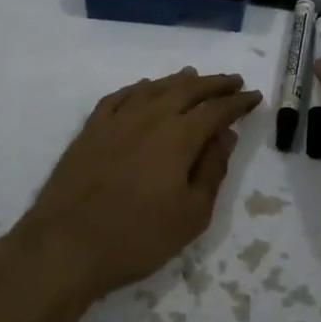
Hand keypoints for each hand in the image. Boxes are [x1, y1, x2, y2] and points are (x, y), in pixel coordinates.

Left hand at [19, 68, 261, 302]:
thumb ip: (212, 170)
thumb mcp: (191, 214)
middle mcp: (150, 117)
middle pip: (188, 89)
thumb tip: (225, 136)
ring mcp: (116, 120)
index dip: (238, 102)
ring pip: (153, 88)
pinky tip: (144, 89)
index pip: (217, 110)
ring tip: (194, 76)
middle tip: (233, 81)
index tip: (254, 97)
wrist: (66, 245)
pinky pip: (120, 97)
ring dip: (178, 80)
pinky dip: (138, 88)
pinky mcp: (90, 130)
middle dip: (214, 84)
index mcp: (179, 136)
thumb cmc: (138, 236)